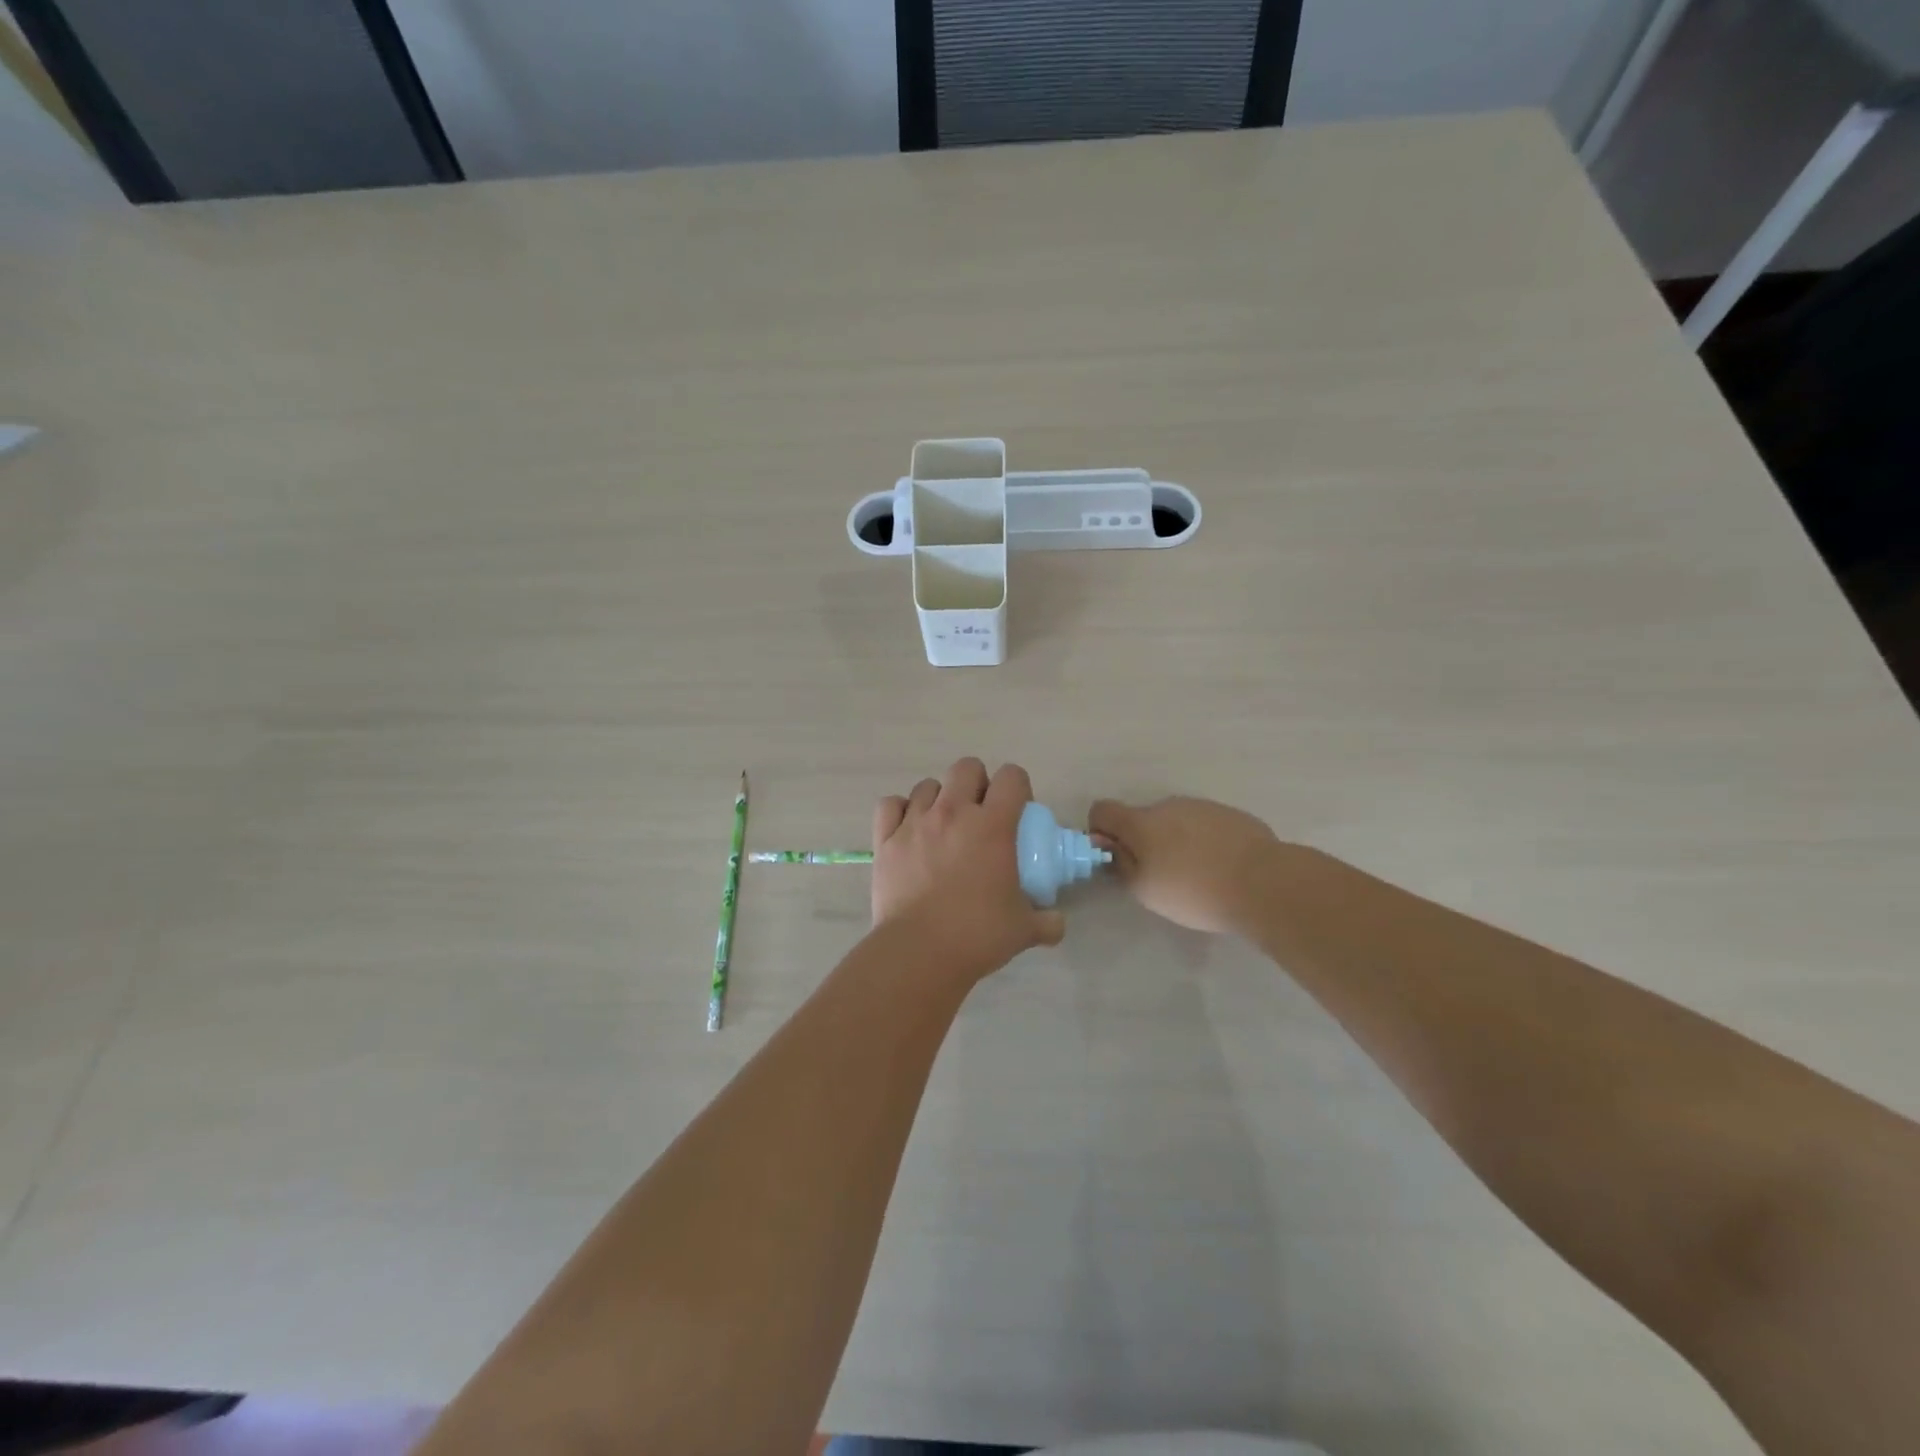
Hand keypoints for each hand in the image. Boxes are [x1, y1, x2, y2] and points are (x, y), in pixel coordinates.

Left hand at [873, 758, 1065, 980]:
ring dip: (939, 799)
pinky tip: (908, 830)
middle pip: (967, 767)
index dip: (1018, 787)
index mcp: (992, 825)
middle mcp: (953, 812)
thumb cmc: (977, 935)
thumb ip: (1047, 922)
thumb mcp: (1024, 929)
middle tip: (980, 815)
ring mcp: (915, 822)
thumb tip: (1057, 923)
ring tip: (943, 827)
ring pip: (927, 786)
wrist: (919, 952)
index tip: (1017, 811)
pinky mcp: (885, 839)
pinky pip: (890, 805)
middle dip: (977, 783)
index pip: (1012, 777)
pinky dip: (900, 811)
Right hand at [1088, 796, 1282, 934]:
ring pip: (1175, 821)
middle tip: (1161, 876)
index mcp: (1141, 822)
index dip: (1100, 832)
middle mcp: (1168, 805)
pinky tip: (1221, 868)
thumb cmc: (1193, 890)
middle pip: (1142, 818)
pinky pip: (1205, 825)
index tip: (1115, 857)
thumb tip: (1111, 848)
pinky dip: (1204, 842)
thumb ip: (1121, 865)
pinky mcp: (1231, 815)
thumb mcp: (1145, 890)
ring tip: (1196, 875)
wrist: (1263, 883)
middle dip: (1143, 841)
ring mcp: (1202, 806)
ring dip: (1175, 841)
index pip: (1102, 810)